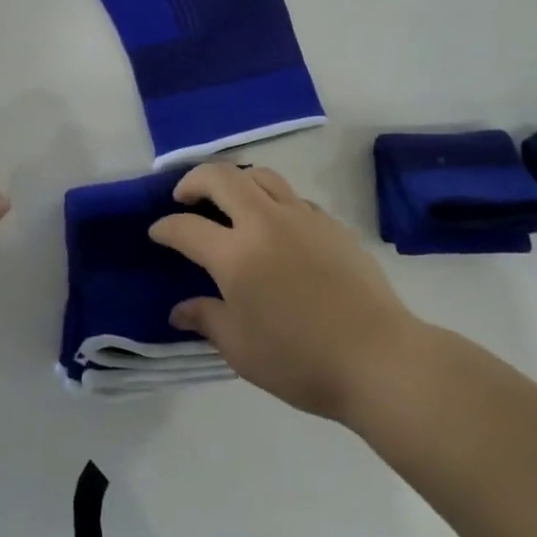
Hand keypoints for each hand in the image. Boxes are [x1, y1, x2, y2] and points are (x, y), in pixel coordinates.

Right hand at [150, 163, 415, 420]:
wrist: (378, 358)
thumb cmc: (301, 361)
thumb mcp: (241, 350)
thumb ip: (206, 320)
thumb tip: (180, 309)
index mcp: (235, 254)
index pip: (186, 227)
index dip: (165, 228)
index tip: (157, 232)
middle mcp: (264, 222)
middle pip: (220, 177)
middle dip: (193, 180)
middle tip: (185, 197)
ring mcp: (301, 217)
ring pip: (260, 175)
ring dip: (236, 181)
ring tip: (230, 201)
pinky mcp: (330, 223)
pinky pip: (292, 197)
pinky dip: (272, 200)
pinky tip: (276, 226)